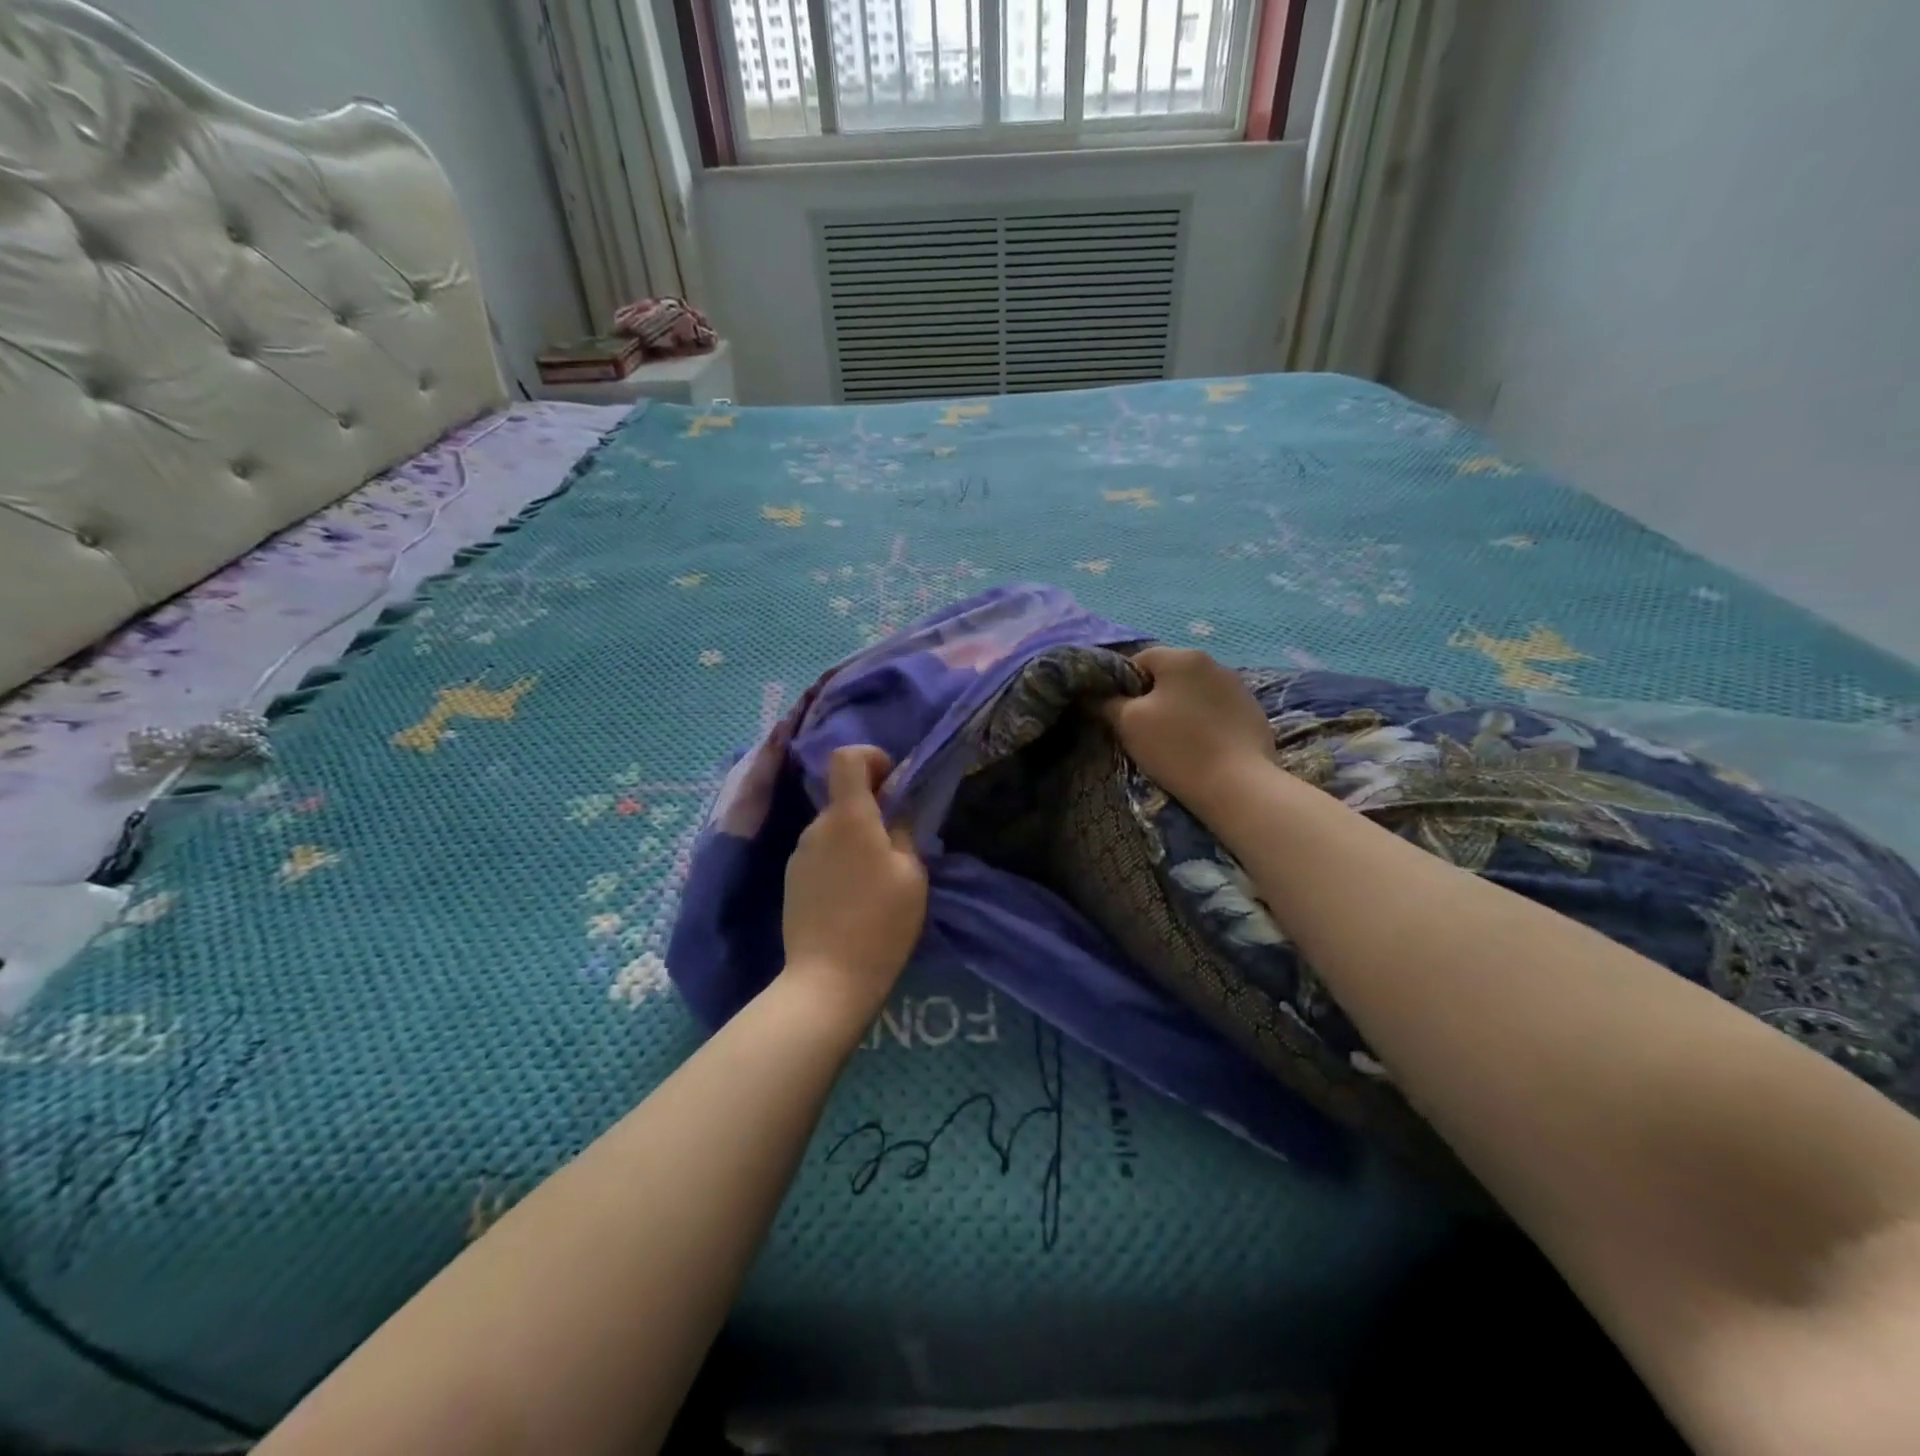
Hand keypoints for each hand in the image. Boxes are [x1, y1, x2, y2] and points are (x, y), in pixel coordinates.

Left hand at [782, 745, 928, 1026]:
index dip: (872, 758)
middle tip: (898, 846)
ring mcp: (799, 854)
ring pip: (834, 828)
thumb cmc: (880, 922)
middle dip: (872, 809)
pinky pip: (821, 854)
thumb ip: (904, 831)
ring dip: (857, 838)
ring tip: (877, 880)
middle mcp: (817, 826)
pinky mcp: (791, 880)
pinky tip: (853, 899)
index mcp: (848, 817)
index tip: (893, 784)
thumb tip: (896, 810)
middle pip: (844, 797)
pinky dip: (840, 860)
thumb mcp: (911, 874)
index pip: (847, 757)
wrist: (828, 980)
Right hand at [1100, 647, 1276, 811]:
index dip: (1123, 685)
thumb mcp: (1128, 723)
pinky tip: (1203, 748)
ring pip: (1194, 692)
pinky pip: (1217, 710)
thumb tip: (1099, 695)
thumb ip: (1109, 702)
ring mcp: (1239, 687)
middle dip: (1154, 697)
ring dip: (1181, 709)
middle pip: (1169, 675)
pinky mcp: (1254, 712)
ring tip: (1176, 741)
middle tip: (1145, 730)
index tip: (1120, 713)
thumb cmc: (1176, 748)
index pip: (1139, 659)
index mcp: (1181, 657)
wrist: (1237, 785)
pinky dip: (1205, 723)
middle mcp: (1213, 662)